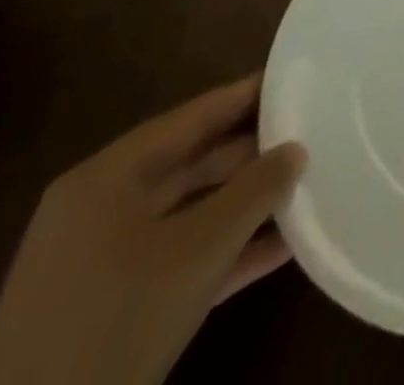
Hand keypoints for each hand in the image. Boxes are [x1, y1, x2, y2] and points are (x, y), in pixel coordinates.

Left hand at [0, 76, 306, 384]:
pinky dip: (220, 253)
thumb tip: (296, 150)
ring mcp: (94, 264)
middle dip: (251, 155)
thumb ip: (256, 189)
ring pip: (185, 214)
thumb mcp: (202, 249)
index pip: (192, 117)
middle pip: (189, 163)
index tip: (296, 80)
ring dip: (242, 207)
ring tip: (303, 188)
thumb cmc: (116, 322)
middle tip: (309, 135)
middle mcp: (96, 210)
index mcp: (106, 179)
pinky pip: (172, 260)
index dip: (246, 96)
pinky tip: (277, 250)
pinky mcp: (102, 310)